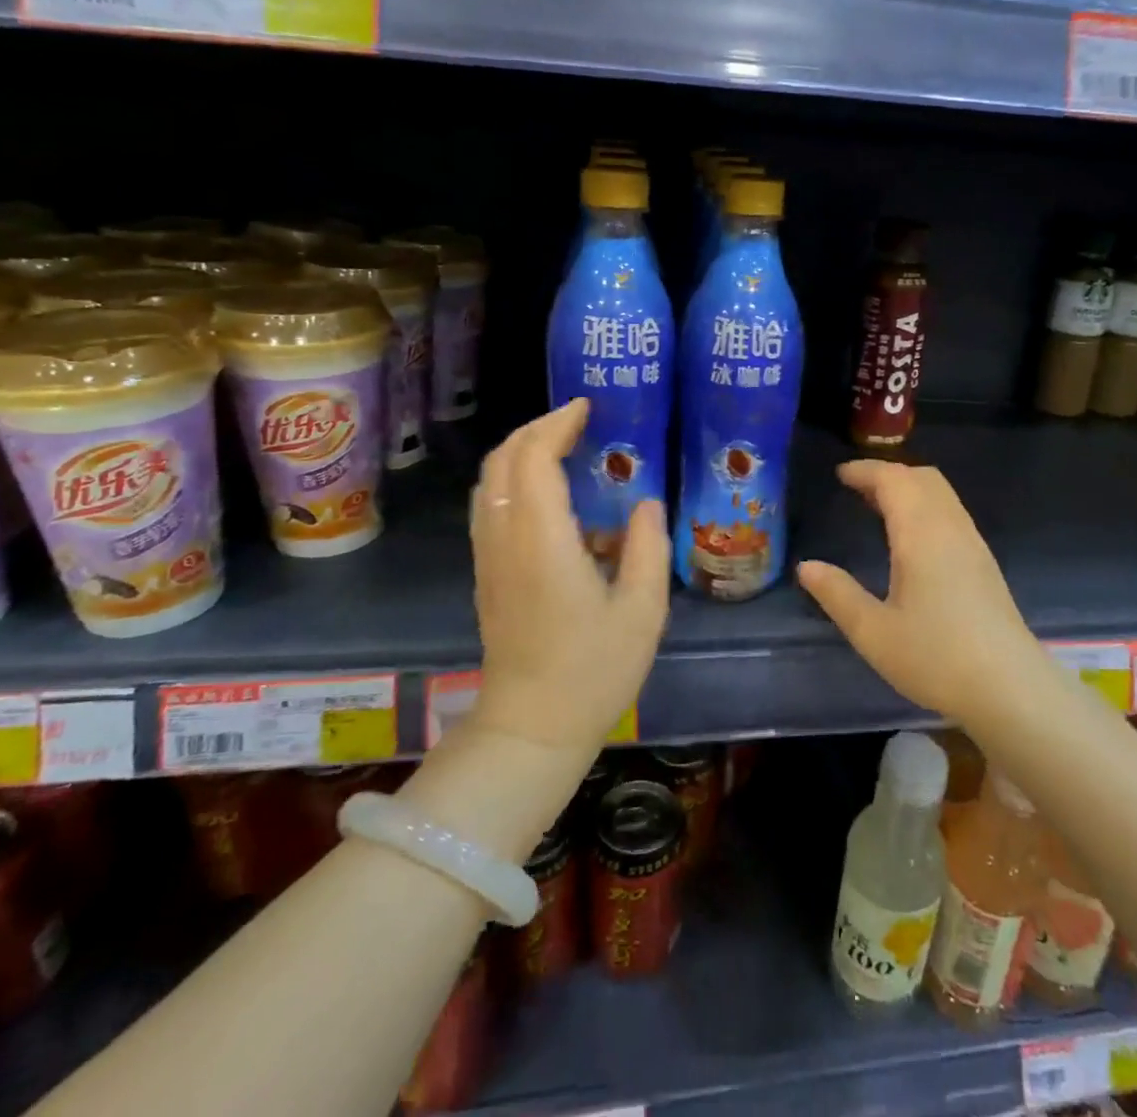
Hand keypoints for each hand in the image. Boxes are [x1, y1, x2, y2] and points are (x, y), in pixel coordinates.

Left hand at [467, 400, 670, 752]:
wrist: (532, 728)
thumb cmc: (593, 671)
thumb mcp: (643, 610)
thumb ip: (648, 547)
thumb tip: (646, 503)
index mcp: (543, 542)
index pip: (534, 459)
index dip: (557, 425)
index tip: (587, 408)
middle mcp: (506, 540)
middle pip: (502, 461)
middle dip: (535, 428)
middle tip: (577, 419)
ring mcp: (489, 557)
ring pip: (489, 482)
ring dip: (520, 451)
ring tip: (562, 445)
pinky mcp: (487, 573)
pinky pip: (490, 506)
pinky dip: (512, 479)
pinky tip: (546, 492)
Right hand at [797, 461, 1043, 727]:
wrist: (1010, 687)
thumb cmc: (936, 657)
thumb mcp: (873, 632)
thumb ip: (838, 595)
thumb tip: (806, 567)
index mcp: (921, 534)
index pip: (893, 480)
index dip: (865, 471)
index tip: (839, 475)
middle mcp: (950, 527)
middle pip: (922, 477)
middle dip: (888, 474)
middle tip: (856, 488)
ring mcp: (972, 543)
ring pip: (941, 493)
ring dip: (909, 488)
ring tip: (877, 506)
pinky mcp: (983, 561)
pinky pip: (951, 512)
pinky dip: (925, 505)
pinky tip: (911, 536)